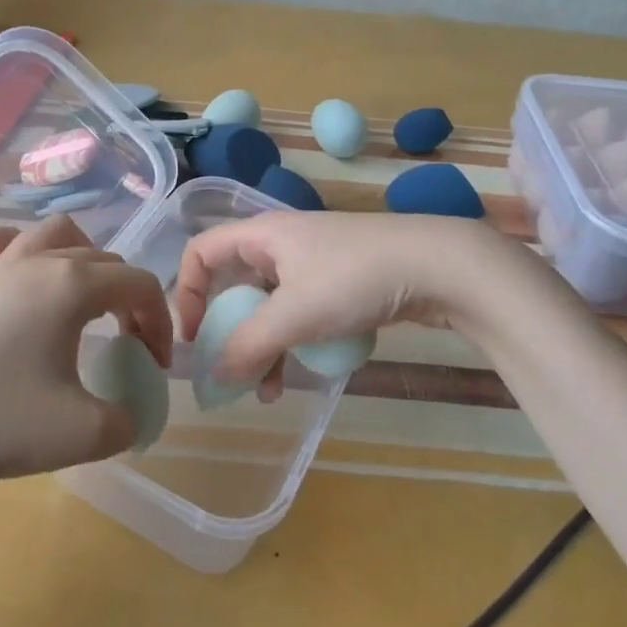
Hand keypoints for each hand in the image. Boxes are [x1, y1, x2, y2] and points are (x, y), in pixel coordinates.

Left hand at [0, 216, 173, 496]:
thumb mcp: (84, 434)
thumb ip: (127, 420)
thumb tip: (131, 413)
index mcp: (72, 286)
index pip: (138, 284)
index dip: (160, 321)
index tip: (156, 367)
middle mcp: (34, 262)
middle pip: (102, 259)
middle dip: (126, 297)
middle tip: (125, 344)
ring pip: (50, 233)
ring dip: (80, 258)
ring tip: (81, 297)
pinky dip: (14, 249)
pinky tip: (14, 275)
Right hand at [173, 211, 542, 392]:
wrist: (440, 266)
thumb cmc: (355, 279)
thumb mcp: (294, 314)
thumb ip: (248, 346)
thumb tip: (212, 377)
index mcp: (261, 235)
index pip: (200, 253)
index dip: (186, 292)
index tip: (193, 337)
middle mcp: (281, 243)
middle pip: (234, 283)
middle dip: (227, 330)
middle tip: (227, 369)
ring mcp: (313, 262)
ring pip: (269, 304)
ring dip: (261, 345)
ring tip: (265, 391)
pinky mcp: (341, 281)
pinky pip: (299, 311)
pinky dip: (292, 341)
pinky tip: (301, 374)